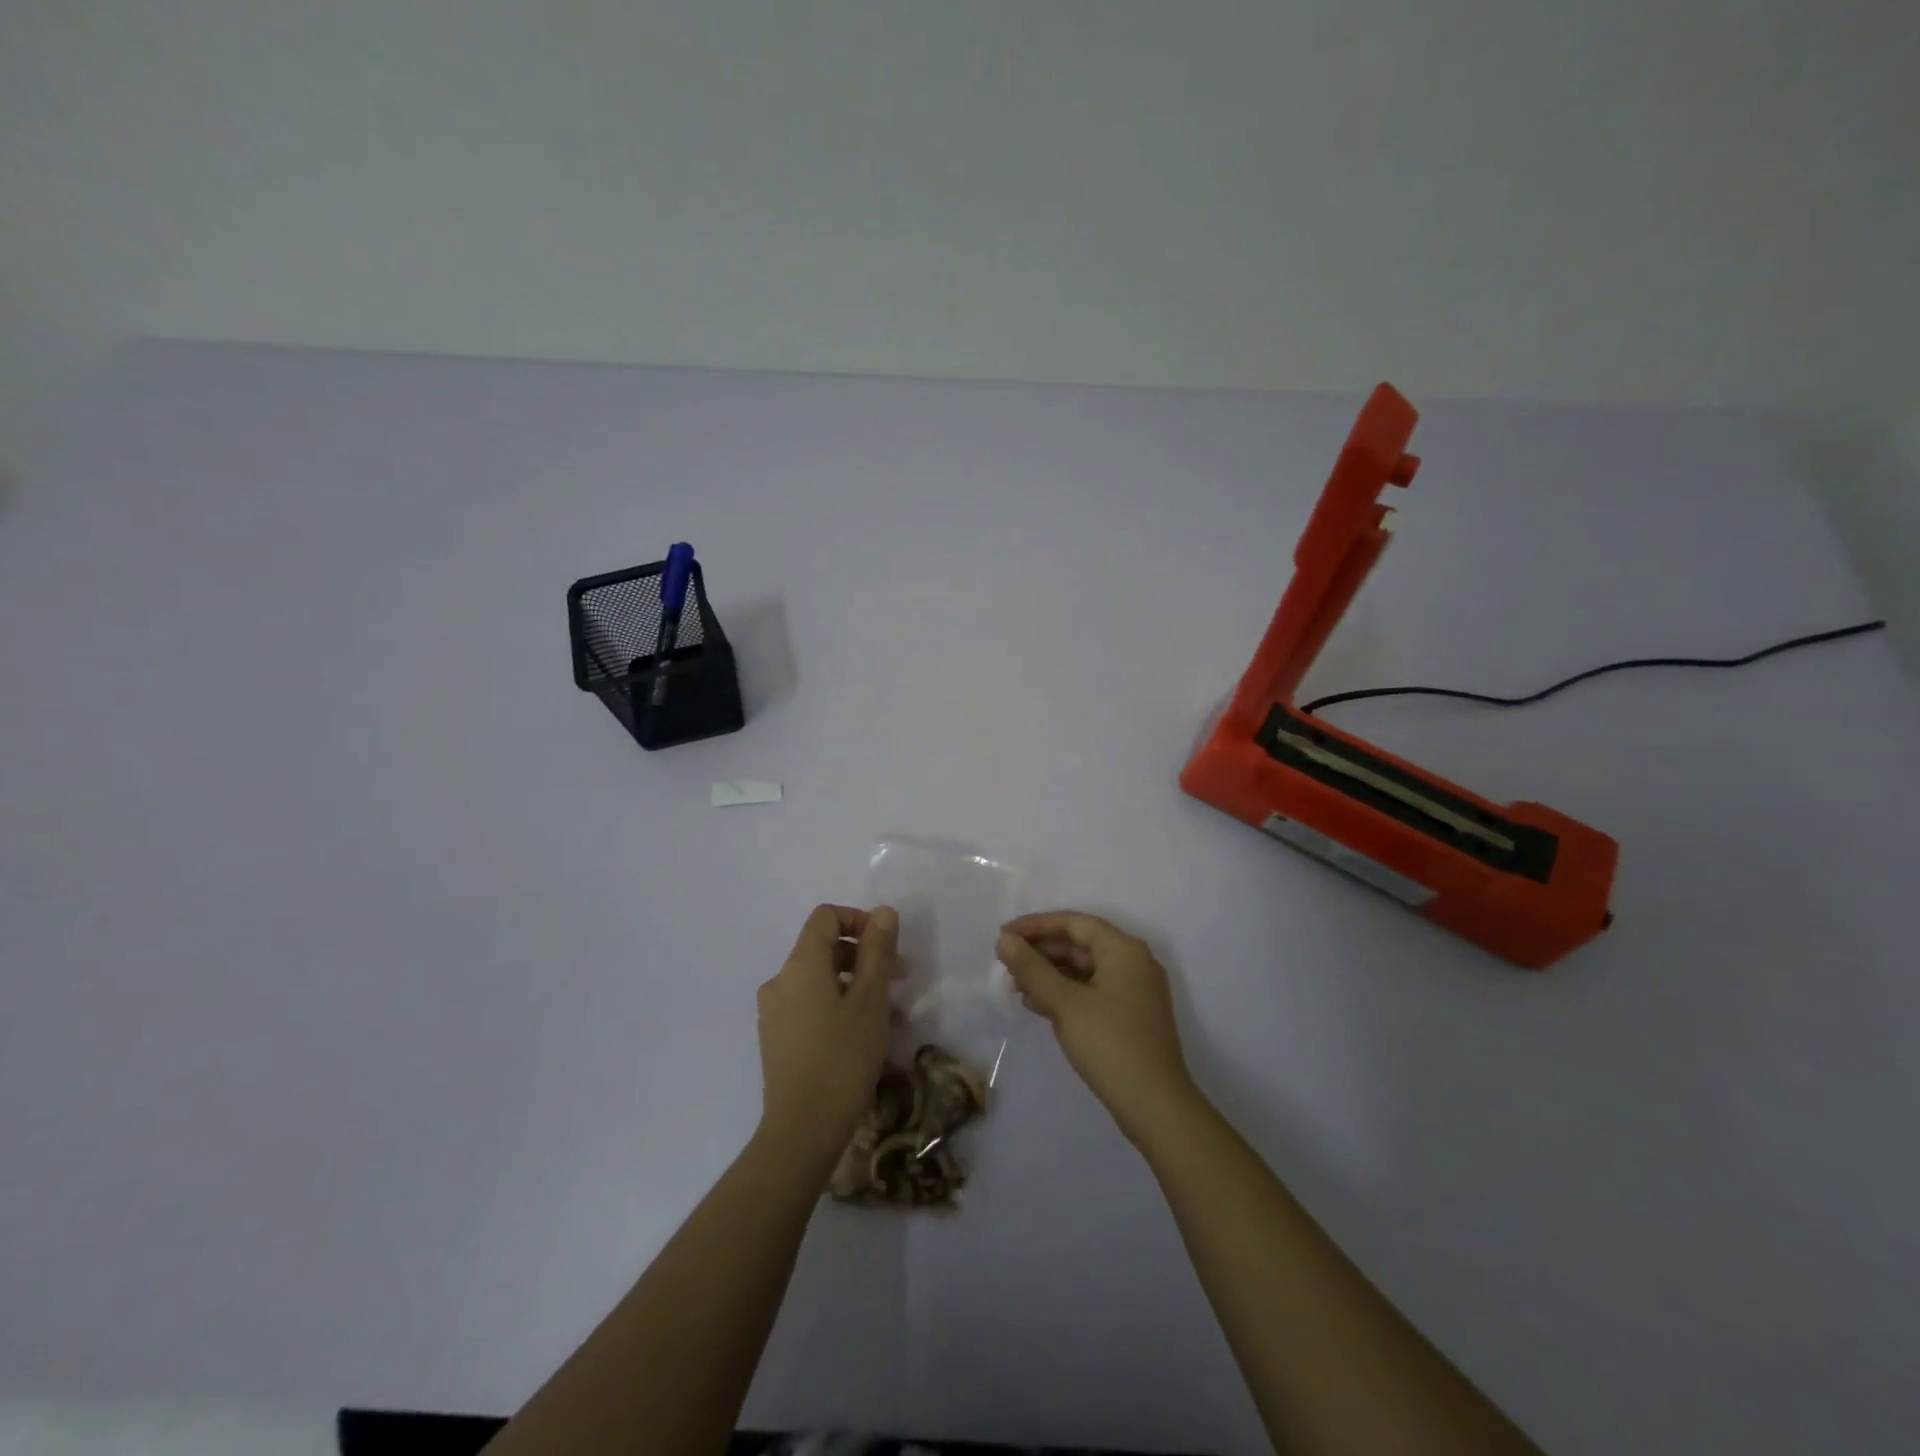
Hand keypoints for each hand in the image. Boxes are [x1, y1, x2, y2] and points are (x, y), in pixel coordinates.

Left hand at [755, 904, 897, 1173]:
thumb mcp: (871, 999)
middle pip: (824, 949)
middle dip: (865, 957)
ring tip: (892, 1015)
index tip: (888, 944)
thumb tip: (883, 911)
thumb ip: (878, 950)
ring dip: (857, 986)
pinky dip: (839, 1007)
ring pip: (821, 981)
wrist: (802, 1130)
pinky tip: (867, 1036)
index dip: (859, 919)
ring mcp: (775, 1012)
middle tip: (901, 980)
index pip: (826, 917)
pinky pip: (811, 1007)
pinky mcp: (777, 1039)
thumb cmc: (843, 1056)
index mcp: (800, 964)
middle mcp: (781, 981)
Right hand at [996, 911, 1198, 1146]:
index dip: (1036, 925)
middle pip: (1079, 944)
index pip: (1074, 923)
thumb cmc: (1110, 1045)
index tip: (1003, 935)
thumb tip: (1005, 941)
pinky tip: (1036, 1004)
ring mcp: (1133, 992)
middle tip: (1005, 961)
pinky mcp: (1128, 1017)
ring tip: (1014, 984)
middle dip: (1041, 951)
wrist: (1156, 1107)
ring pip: (1083, 970)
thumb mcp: (1065, 1003)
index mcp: (1124, 950)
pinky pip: (1090, 991)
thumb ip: (1032, 969)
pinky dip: (1063, 993)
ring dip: (1049, 973)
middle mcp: (1132, 963)